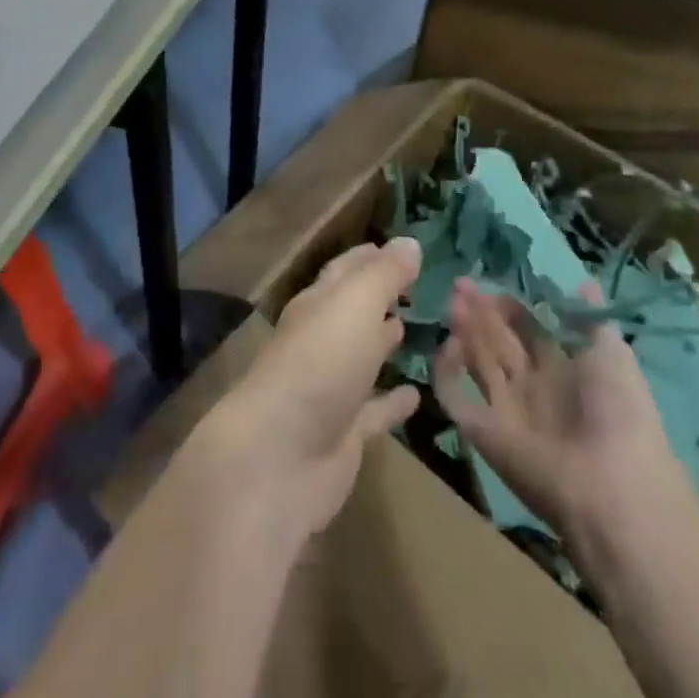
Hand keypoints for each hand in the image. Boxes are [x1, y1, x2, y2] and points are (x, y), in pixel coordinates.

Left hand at [199, 238, 422, 540]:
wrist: (280, 455)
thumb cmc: (319, 365)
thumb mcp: (354, 306)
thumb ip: (383, 275)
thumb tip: (410, 242)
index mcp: (318, 304)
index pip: (346, 270)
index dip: (371, 257)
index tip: (402, 249)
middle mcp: (321, 340)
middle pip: (353, 311)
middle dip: (380, 296)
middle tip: (418, 286)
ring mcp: (331, 388)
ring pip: (362, 357)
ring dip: (384, 343)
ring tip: (416, 329)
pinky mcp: (343, 433)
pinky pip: (374, 410)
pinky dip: (392, 401)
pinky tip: (418, 395)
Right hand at [434, 278, 692, 582]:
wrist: (610, 485)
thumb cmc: (619, 412)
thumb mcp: (612, 354)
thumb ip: (589, 318)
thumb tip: (583, 281)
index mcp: (564, 371)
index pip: (527, 330)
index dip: (508, 306)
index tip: (489, 283)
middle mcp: (532, 388)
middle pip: (498, 342)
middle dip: (480, 312)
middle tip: (460, 285)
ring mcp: (504, 409)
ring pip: (476, 362)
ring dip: (464, 331)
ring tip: (453, 302)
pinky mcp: (480, 430)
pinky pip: (454, 395)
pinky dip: (445, 371)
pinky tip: (449, 344)